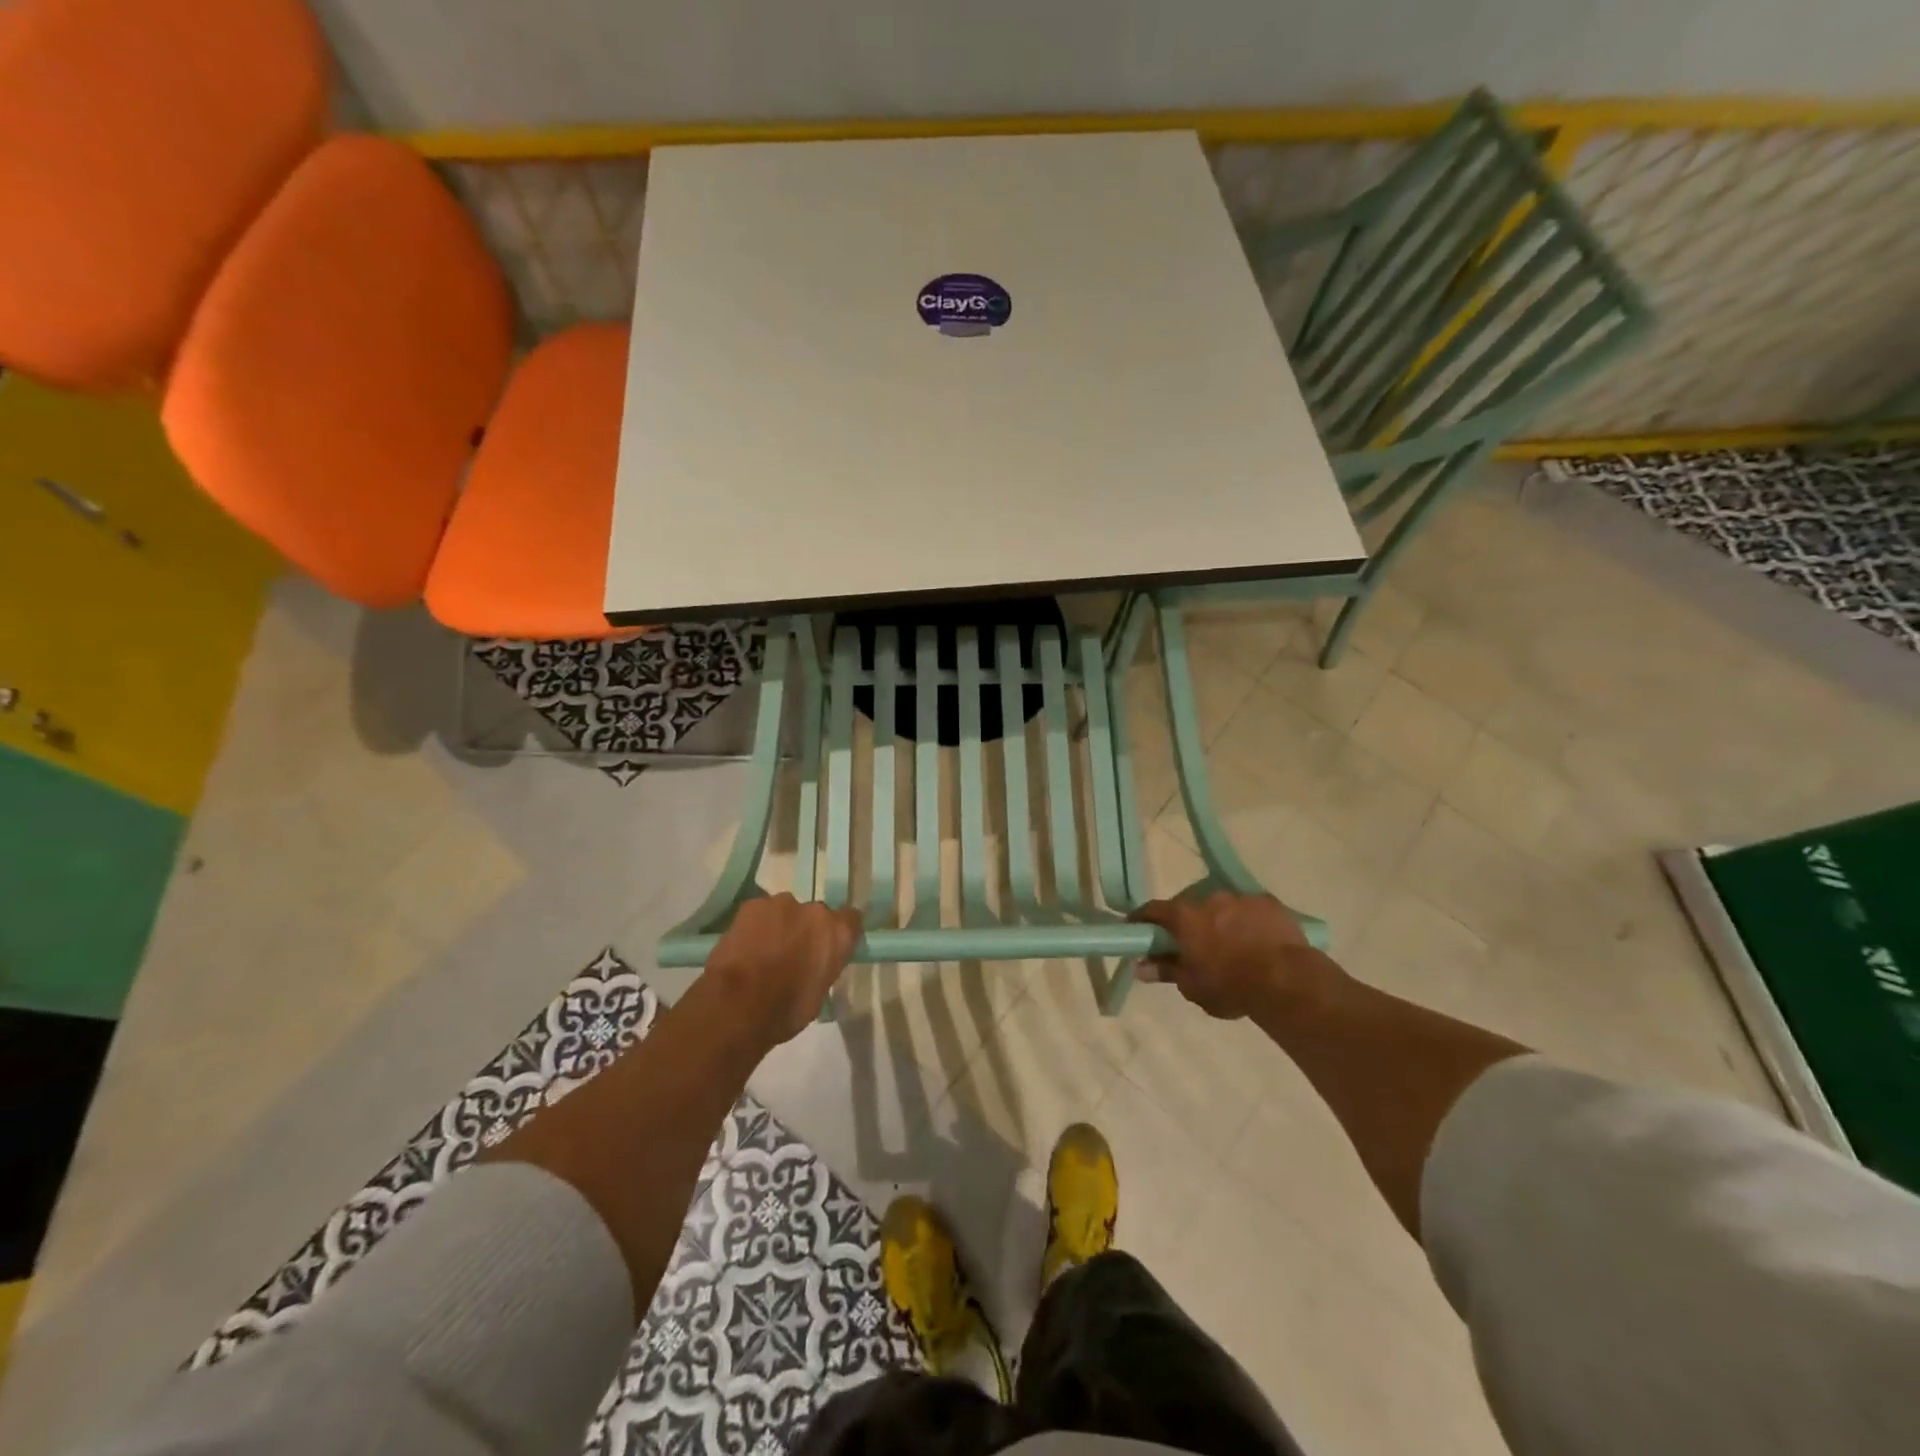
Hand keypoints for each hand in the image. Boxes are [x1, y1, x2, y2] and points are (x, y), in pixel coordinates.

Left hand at [704, 895, 862, 1044]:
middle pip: (815, 915)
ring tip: (763, 951)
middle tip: (792, 953)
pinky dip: (755, 926)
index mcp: (838, 934)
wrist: (737, 1005)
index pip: (850, 920)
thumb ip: (823, 968)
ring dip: (780, 926)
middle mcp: (815, 911)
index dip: (839, 933)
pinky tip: (744, 947)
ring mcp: (782, 904)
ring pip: (785, 911)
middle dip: (806, 930)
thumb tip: (815, 965)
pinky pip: (759, 913)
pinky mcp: (752, 905)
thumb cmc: (785, 1010)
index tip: (830, 947)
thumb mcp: (818, 995)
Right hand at [1129, 892, 1336, 1020]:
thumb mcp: (1193, 986)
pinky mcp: (1269, 903)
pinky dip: (1248, 922)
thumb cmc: (1231, 986)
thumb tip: (1141, 967)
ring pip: (1223, 907)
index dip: (1143, 919)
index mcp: (1185, 917)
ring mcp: (1241, 898)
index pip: (1153, 910)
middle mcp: (1210, 899)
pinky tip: (1257, 941)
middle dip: (1188, 923)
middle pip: (1190, 907)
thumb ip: (1166, 971)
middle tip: (1193, 945)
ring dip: (1220, 921)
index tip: (1138, 928)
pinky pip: (1251, 910)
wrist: (1287, 981)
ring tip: (1231, 945)